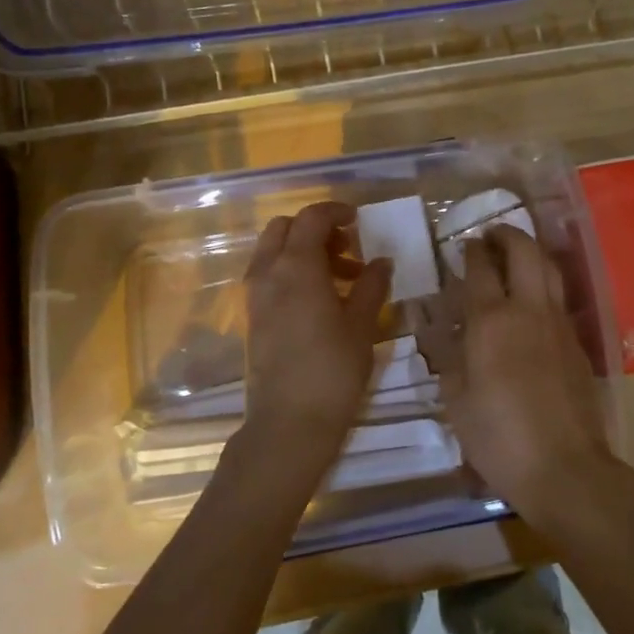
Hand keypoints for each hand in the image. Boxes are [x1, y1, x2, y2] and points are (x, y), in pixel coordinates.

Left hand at [238, 202, 390, 478]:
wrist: (289, 422)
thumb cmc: (333, 369)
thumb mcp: (361, 325)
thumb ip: (372, 286)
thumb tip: (381, 261)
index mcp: (297, 266)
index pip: (311, 218)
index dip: (335, 211)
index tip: (358, 219)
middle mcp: (269, 272)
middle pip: (284, 228)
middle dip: (315, 230)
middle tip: (348, 249)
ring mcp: (255, 295)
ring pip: (273, 252)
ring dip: (304, 251)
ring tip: (342, 279)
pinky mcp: (252, 317)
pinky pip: (269, 276)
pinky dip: (291, 272)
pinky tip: (320, 301)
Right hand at [430, 227, 622, 534]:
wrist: (564, 466)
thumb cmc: (499, 437)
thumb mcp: (456, 401)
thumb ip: (450, 360)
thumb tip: (446, 337)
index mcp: (491, 321)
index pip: (480, 269)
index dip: (471, 251)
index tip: (464, 243)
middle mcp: (528, 310)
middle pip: (524, 252)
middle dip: (507, 235)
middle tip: (492, 234)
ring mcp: (559, 324)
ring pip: (550, 270)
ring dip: (531, 252)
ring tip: (516, 254)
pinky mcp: (577, 343)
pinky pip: (559, 299)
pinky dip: (544, 285)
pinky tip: (533, 301)